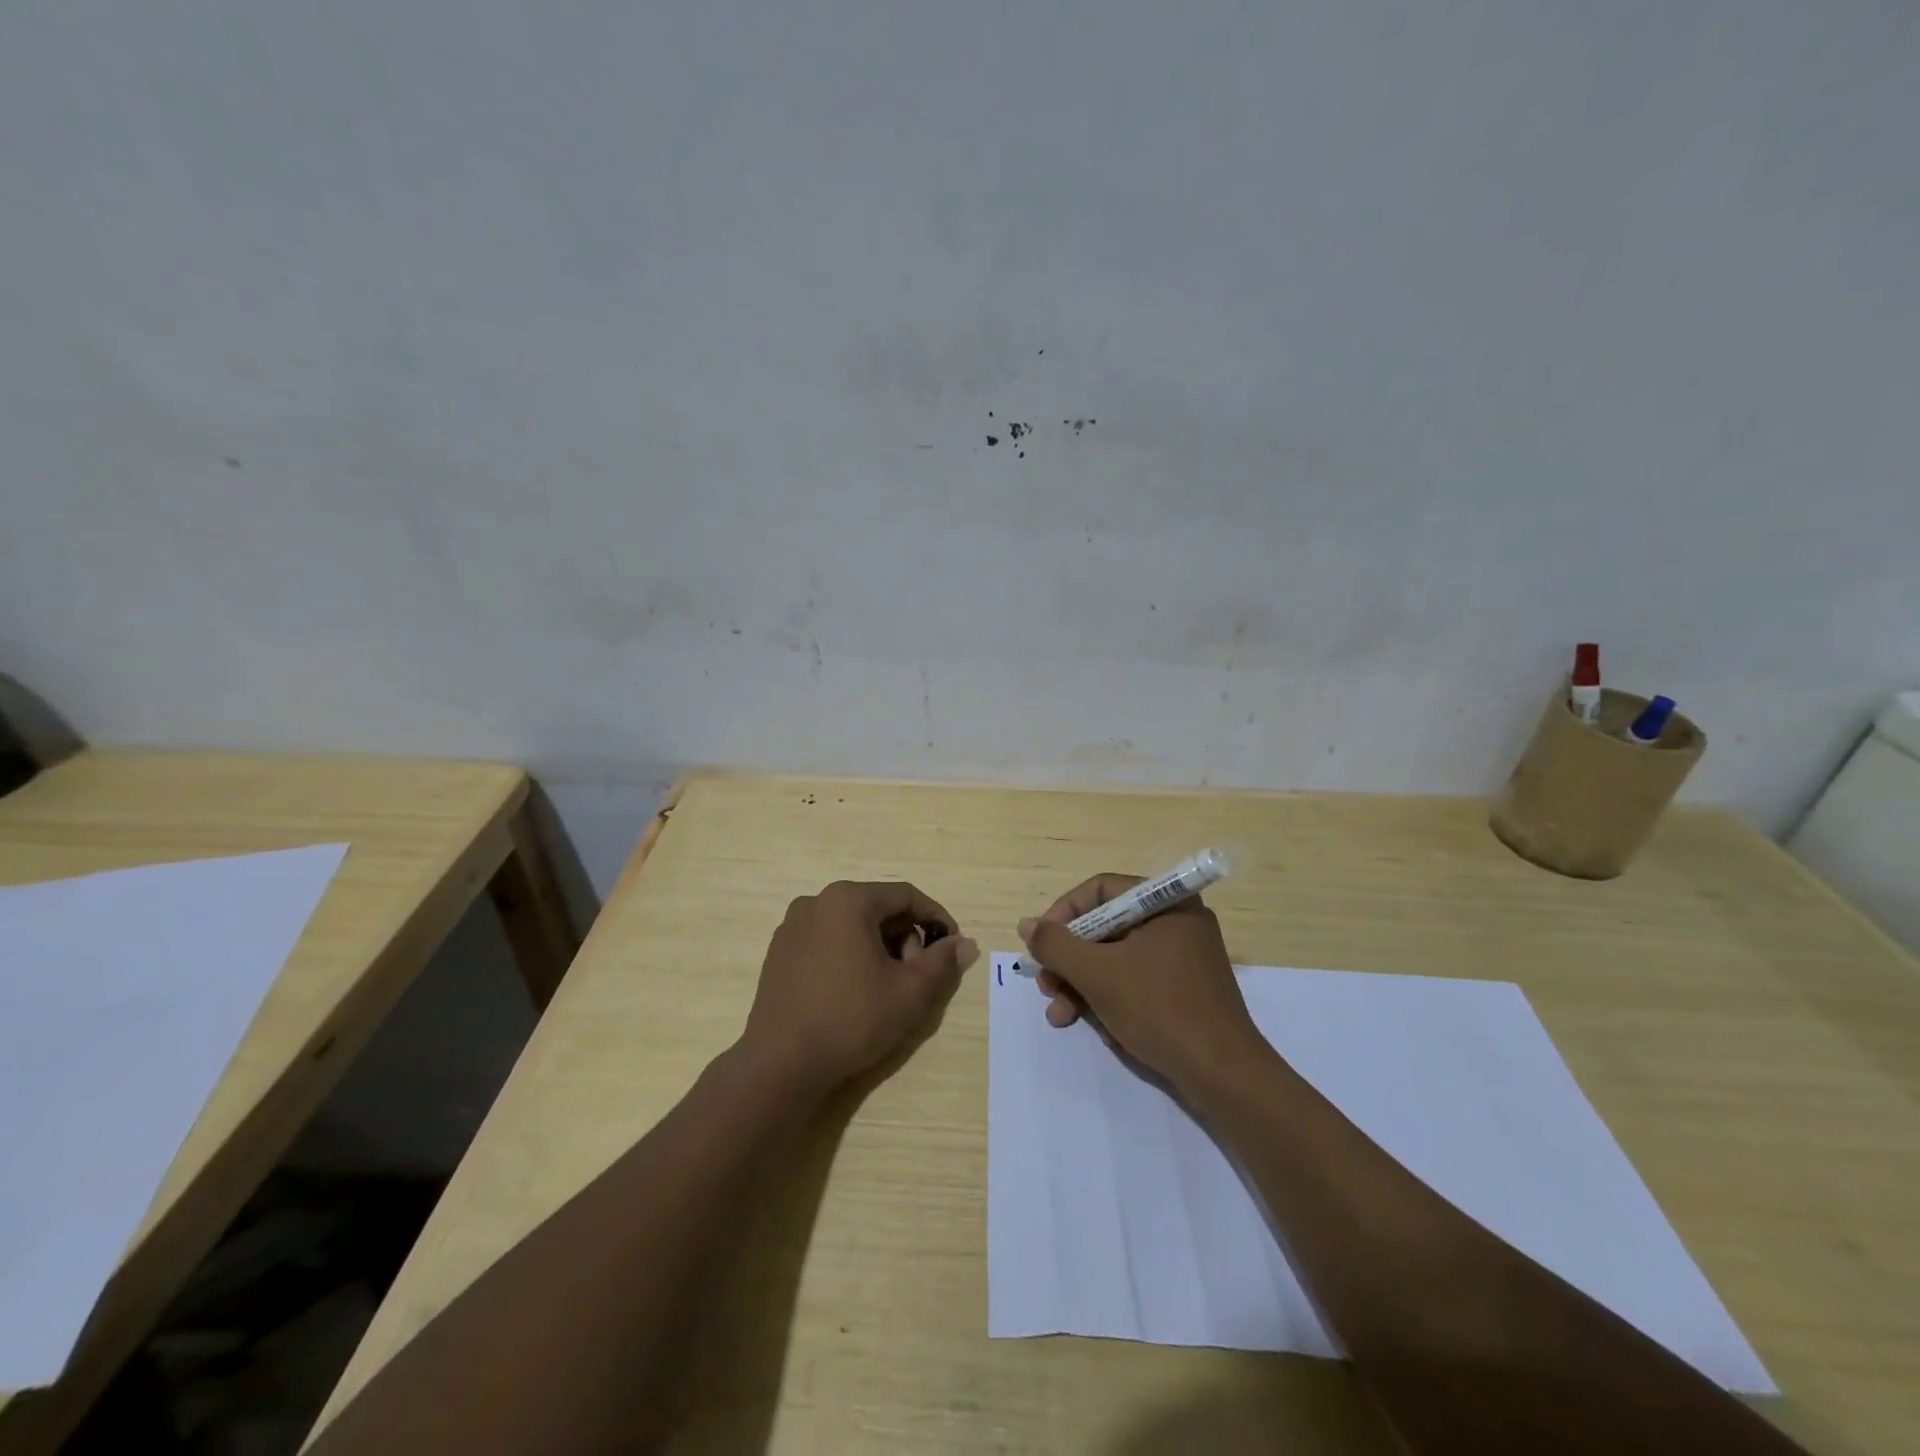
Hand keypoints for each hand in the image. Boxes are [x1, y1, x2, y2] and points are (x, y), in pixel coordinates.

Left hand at [739, 880, 977, 1094]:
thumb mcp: (909, 992)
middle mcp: (816, 902)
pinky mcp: (779, 955)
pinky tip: (855, 994)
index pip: (906, 896)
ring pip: (852, 927)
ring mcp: (792, 928)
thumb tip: (965, 944)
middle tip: (918, 977)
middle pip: (877, 909)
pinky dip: (850, 958)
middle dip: (906, 939)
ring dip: (880, 950)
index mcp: (847, 900)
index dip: (936, 918)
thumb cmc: (851, 1018)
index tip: (952, 948)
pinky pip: (827, 943)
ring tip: (888, 990)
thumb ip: (942, 962)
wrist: (780, 1065)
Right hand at [1019, 873, 1267, 1091]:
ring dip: (1083, 985)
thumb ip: (1056, 945)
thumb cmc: (1159, 1010)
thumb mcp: (1098, 975)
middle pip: (1105, 927)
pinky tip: (1101, 1029)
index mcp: (1166, 903)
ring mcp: (1182, 958)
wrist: (1224, 1077)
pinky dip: (1111, 999)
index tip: (1041, 946)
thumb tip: (1026, 924)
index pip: (1100, 890)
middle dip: (1070, 961)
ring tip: (1061, 1016)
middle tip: (1047, 987)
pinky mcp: (1183, 990)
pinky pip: (1135, 981)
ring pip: (1116, 958)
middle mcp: (1176, 922)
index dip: (1063, 914)